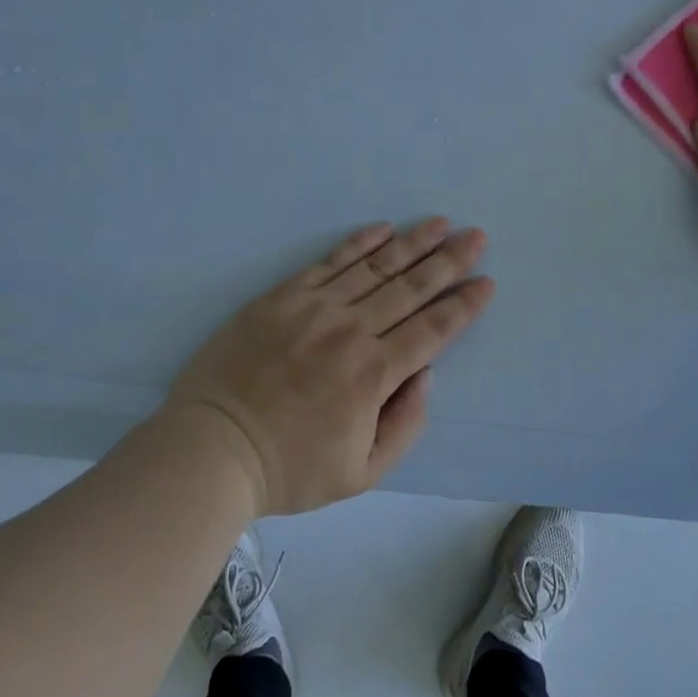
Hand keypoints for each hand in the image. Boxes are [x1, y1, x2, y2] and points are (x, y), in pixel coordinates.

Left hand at [162, 220, 494, 513]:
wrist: (212, 448)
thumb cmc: (290, 467)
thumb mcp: (362, 473)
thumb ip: (406, 424)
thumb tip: (425, 373)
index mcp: (373, 375)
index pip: (433, 330)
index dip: (463, 305)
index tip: (486, 282)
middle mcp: (351, 331)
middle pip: (411, 288)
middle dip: (449, 261)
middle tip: (477, 237)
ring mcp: (314, 308)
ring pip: (375, 267)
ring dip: (413, 243)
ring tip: (441, 223)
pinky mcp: (282, 296)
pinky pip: (329, 261)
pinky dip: (359, 243)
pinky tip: (383, 228)